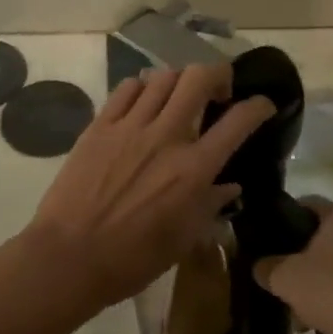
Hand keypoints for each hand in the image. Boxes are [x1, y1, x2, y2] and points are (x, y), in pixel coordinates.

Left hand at [21, 65, 274, 320]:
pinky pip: (127, 88)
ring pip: (163, 76)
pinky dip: (142, 88)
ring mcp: (130, 126)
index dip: (260, 106)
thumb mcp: (183, 239)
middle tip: (218, 92)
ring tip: (178, 98)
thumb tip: (230, 187)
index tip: (264, 105)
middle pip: (199, 77)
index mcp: (194, 169)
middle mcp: (167, 136)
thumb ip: (210, 205)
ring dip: (179, 81)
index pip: (239, 121)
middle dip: (218, 75)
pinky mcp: (100, 126)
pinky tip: (143, 103)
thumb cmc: (132, 258)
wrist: (68, 258)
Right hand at [253, 202, 332, 333]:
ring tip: (295, 316)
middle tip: (274, 283)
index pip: (302, 205)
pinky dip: (327, 300)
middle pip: (313, 239)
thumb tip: (261, 267)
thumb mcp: (288, 278)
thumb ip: (267, 268)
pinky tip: (313, 324)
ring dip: (308, 287)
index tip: (260, 245)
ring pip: (326, 266)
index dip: (278, 223)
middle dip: (292, 264)